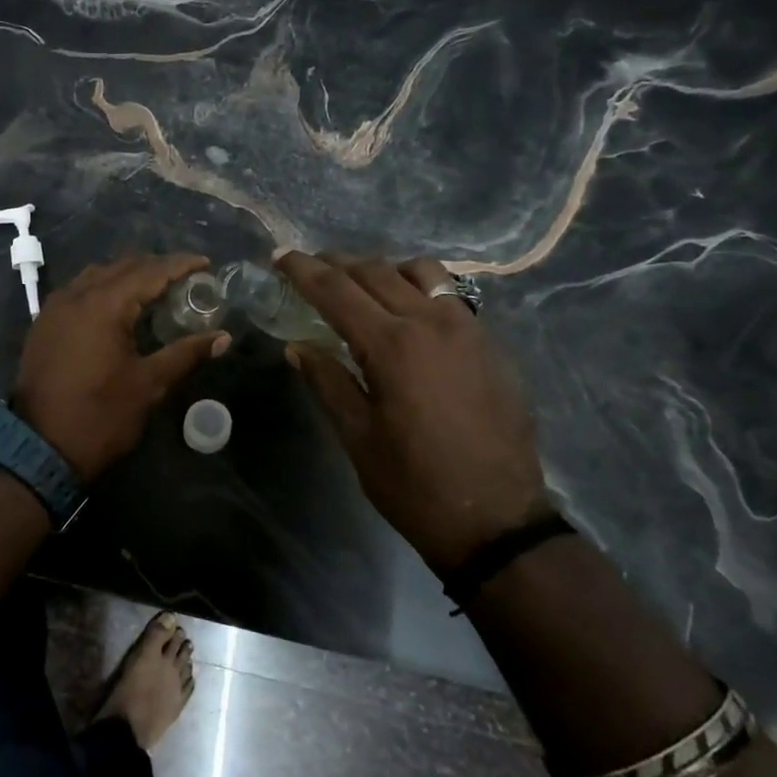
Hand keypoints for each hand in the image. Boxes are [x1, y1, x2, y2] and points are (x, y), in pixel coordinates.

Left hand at [13, 253, 230, 481]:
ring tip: (154, 289)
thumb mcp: (148, 385)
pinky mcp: (43, 324)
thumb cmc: (100, 415)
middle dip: (154, 267)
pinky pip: (77, 291)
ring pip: (96, 275)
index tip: (205, 263)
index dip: (179, 264)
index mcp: (104, 304)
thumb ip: (185, 354)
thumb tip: (222, 338)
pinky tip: (118, 307)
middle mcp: (76, 295)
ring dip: (126, 276)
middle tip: (184, 277)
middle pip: (121, 266)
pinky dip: (102, 289)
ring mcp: (54, 308)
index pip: (149, 271)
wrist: (40, 447)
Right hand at [276, 252, 546, 573]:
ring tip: (361, 286)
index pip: (336, 290)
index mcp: (392, 345)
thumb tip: (297, 346)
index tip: (279, 256)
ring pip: (420, 273)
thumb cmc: (413, 484)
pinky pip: (449, 296)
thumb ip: (327, 380)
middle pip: (375, 271)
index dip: (303, 270)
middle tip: (310, 268)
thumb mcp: (357, 435)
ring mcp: (468, 329)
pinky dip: (418, 289)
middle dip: (337, 264)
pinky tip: (407, 313)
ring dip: (383, 270)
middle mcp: (431, 323)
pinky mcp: (490, 344)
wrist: (497, 520)